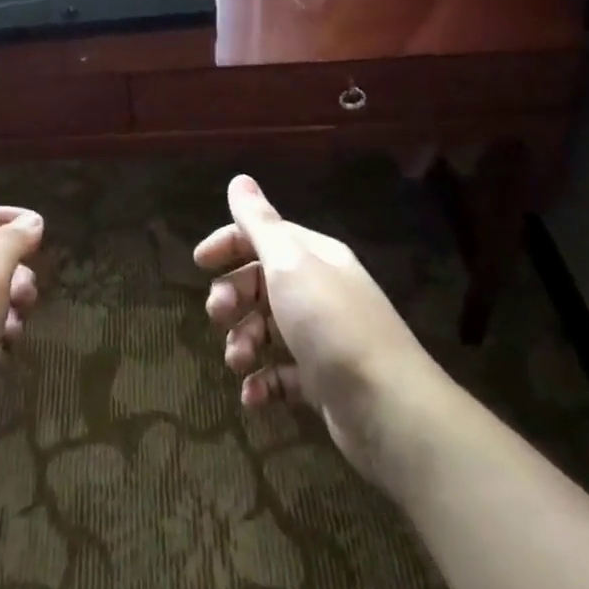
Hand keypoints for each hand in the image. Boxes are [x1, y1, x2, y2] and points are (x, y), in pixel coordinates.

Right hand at [196, 175, 428, 475]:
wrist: (389, 409)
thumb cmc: (331, 324)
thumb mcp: (289, 264)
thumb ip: (260, 224)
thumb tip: (240, 179)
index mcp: (314, 257)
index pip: (264, 236)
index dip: (229, 244)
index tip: (199, 263)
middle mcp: (318, 290)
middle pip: (260, 283)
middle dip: (232, 297)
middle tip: (218, 315)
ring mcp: (321, 338)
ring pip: (266, 330)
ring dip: (243, 343)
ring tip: (239, 362)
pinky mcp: (322, 381)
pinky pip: (280, 374)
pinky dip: (262, 383)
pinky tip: (252, 396)